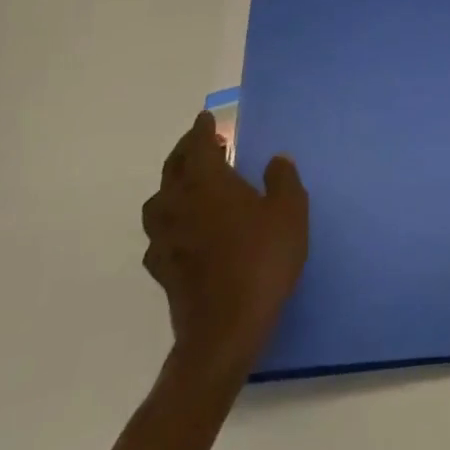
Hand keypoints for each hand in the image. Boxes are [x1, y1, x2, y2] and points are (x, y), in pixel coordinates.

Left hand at [141, 111, 307, 375]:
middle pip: (172, 169)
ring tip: (190, 184)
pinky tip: (184, 231)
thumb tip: (275, 160)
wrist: (224, 330)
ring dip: (172, 186)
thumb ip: (282, 180)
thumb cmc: (261, 260)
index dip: (201, 130)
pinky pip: (160, 234)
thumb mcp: (289, 212)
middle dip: (185, 152)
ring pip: (159, 201)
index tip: (206, 119)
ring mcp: (165, 238)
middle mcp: (178, 204)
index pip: (197, 146)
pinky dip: (170, 223)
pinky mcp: (162, 269)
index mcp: (207, 183)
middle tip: (201, 143)